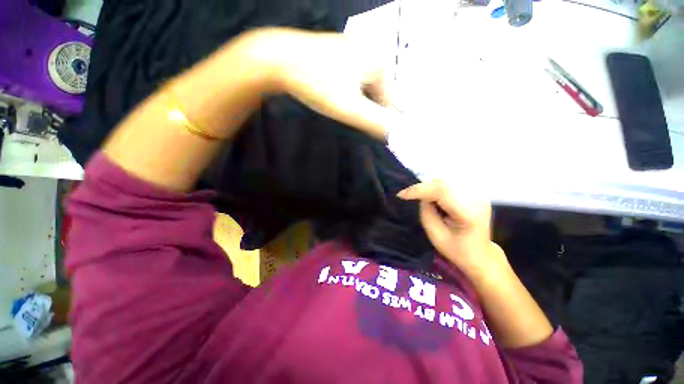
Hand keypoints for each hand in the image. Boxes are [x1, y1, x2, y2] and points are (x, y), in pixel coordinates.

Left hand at [246, 28, 392, 140]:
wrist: (279, 59)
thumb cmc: (317, 83)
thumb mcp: (350, 108)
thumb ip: (376, 123)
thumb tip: (396, 134)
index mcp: (379, 62)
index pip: (388, 102)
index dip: (374, 118)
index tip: (359, 125)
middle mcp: (370, 52)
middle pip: (374, 94)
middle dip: (361, 108)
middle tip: (342, 110)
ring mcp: (354, 49)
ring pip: (361, 88)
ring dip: (351, 101)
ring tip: (332, 100)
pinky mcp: (339, 52)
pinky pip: (349, 79)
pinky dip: (343, 90)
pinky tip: (328, 91)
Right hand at [397, 181, 508, 281]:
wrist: (479, 253)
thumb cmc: (456, 249)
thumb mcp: (435, 234)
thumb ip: (426, 211)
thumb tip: (422, 195)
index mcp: (469, 213)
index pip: (442, 191)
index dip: (419, 190)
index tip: (401, 195)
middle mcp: (477, 199)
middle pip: (444, 182)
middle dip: (423, 188)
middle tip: (411, 197)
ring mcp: (479, 193)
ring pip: (446, 180)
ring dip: (430, 187)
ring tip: (426, 200)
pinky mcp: (475, 192)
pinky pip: (451, 182)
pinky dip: (438, 187)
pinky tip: (436, 198)